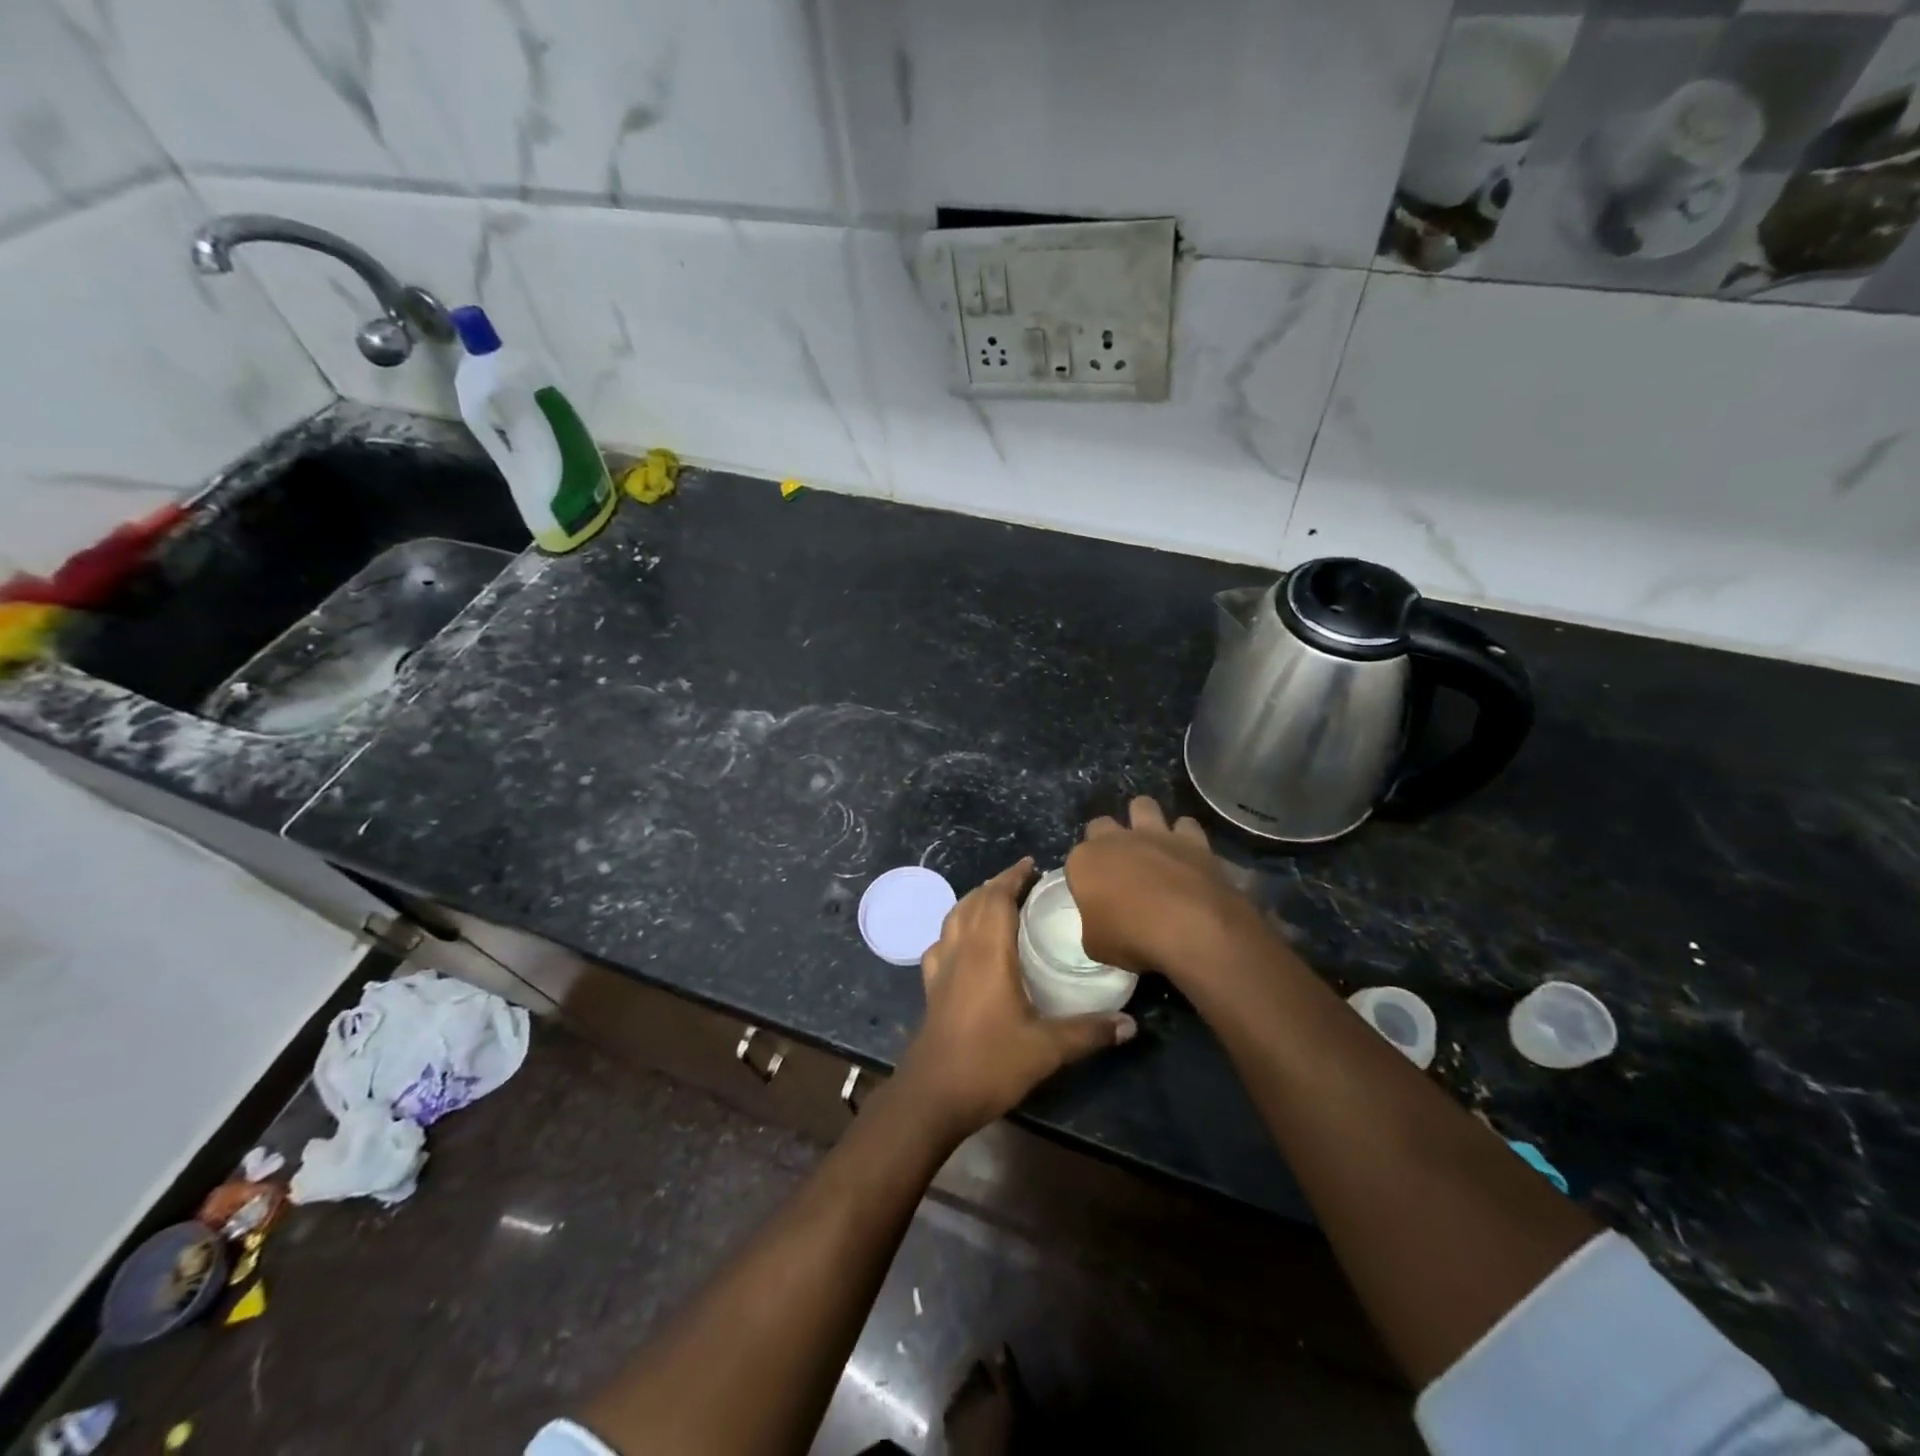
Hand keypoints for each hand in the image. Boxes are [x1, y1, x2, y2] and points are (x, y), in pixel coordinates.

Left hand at [899, 858, 1135, 1139]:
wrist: (934, 1095)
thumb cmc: (990, 1063)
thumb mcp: (1047, 1049)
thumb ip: (1089, 1032)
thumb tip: (1131, 1024)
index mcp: (987, 953)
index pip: (997, 898)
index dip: (1013, 877)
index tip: (1032, 865)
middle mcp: (961, 950)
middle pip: (974, 901)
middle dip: (997, 884)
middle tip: (1023, 880)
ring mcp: (941, 968)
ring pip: (954, 917)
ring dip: (974, 901)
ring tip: (996, 900)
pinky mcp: (931, 987)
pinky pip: (941, 942)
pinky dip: (955, 928)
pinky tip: (964, 942)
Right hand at [1065, 797, 1252, 977]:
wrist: (1193, 929)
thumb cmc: (1133, 938)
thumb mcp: (1096, 945)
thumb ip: (1093, 925)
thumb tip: (1102, 923)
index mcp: (1085, 861)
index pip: (1075, 861)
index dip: (1084, 878)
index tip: (1094, 897)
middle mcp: (1116, 839)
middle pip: (1101, 825)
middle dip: (1106, 839)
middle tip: (1118, 868)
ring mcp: (1156, 834)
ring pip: (1143, 805)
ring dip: (1144, 821)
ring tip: (1151, 845)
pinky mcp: (1193, 840)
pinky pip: (1185, 825)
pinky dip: (1185, 837)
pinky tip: (1187, 856)